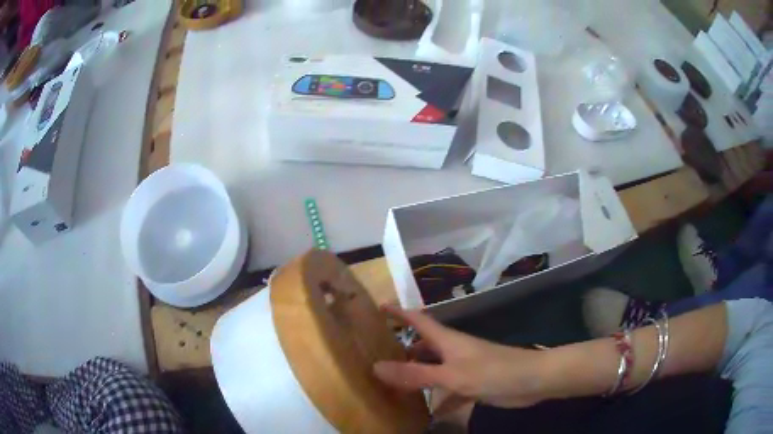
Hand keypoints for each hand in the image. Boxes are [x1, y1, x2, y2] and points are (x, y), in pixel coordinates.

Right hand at [373, 305, 547, 408]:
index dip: (399, 312)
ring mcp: (463, 368)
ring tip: (392, 387)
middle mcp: (452, 351)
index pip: (418, 320)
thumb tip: (376, 367)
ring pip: (433, 370)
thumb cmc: (493, 371)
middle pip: (423, 346)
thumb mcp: (451, 375)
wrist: (533, 380)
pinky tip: (428, 414)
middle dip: (402, 349)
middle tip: (376, 356)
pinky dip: (438, 400)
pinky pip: (448, 391)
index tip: (379, 307)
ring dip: (417, 376)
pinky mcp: (473, 384)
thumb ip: (415, 374)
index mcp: (447, 340)